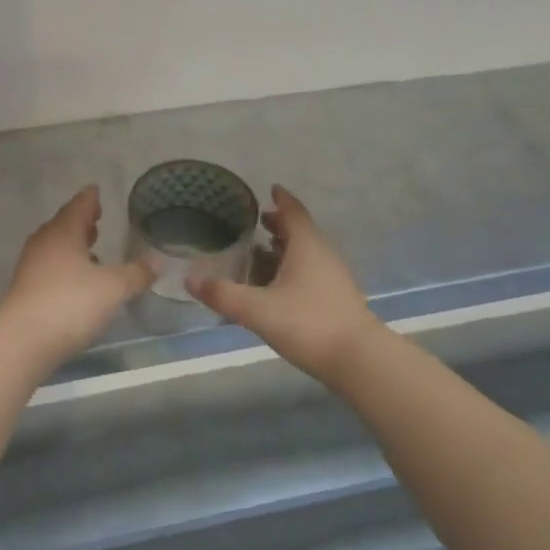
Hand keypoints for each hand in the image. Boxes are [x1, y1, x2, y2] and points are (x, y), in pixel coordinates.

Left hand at [0, 187, 153, 363]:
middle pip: (63, 225)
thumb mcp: (113, 288)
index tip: (96, 191)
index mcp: (63, 232)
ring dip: (72, 246)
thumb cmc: (71, 303)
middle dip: (80, 222)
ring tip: (91, 250)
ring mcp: (31, 268)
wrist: (23, 341)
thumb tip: (157, 262)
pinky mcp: (26, 291)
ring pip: (55, 248)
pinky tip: (77, 281)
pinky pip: (49, 268)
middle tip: (96, 220)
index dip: (90, 199)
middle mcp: (44, 244)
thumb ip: (136, 274)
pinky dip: (64, 267)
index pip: (78, 206)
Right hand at [188, 185, 382, 382]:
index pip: (293, 211)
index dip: (281, 199)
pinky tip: (280, 286)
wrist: (360, 360)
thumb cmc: (308, 323)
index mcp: (306, 246)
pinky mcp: (338, 298)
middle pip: (301, 230)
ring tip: (263, 252)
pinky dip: (295, 267)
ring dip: (287, 247)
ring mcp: (334, 277)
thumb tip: (189, 279)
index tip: (270, 188)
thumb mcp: (257, 310)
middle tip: (258, 222)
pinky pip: (313, 271)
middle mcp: (323, 254)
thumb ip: (223, 294)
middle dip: (280, 224)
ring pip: (308, 252)